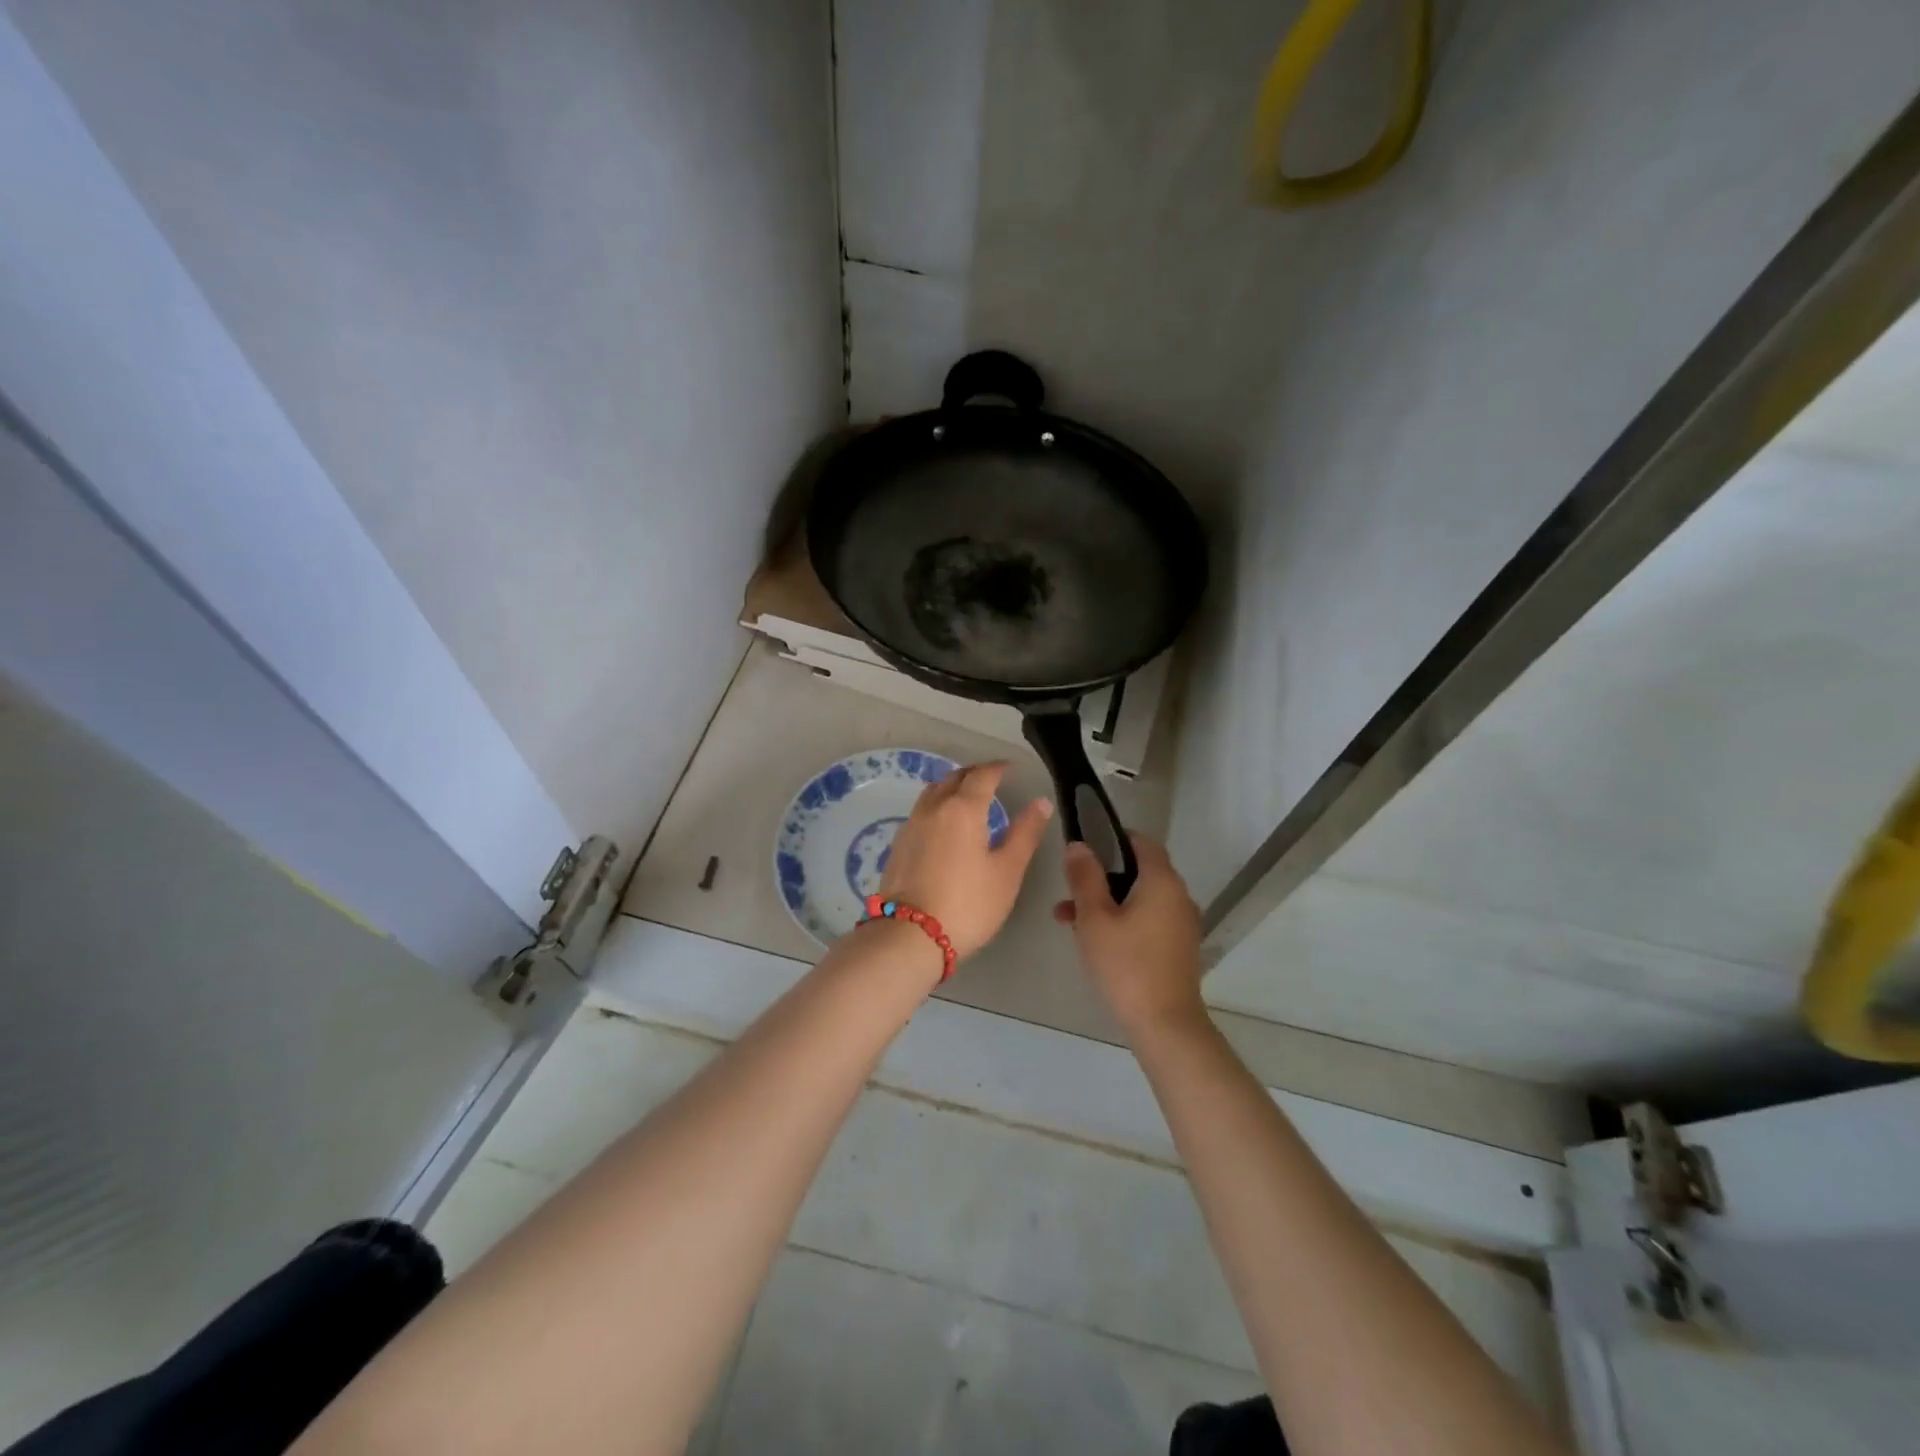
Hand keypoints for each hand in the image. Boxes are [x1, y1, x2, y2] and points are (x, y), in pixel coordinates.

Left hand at [879, 762, 1052, 961]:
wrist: (910, 935)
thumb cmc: (968, 904)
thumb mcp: (1007, 872)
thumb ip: (1025, 833)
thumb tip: (1041, 802)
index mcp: (962, 809)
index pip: (982, 775)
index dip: (998, 768)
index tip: (1010, 768)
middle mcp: (933, 808)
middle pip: (953, 778)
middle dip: (974, 774)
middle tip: (991, 779)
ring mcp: (911, 825)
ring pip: (933, 792)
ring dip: (952, 787)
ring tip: (967, 797)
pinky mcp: (898, 844)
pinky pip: (921, 811)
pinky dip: (937, 806)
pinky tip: (944, 825)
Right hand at [1054, 833, 1205, 1037]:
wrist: (1165, 1024)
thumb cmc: (1126, 964)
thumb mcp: (1094, 918)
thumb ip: (1085, 877)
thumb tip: (1079, 846)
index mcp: (1162, 881)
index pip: (1142, 842)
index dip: (1114, 838)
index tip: (1086, 847)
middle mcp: (1178, 896)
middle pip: (1138, 872)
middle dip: (1101, 878)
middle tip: (1069, 892)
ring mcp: (1182, 923)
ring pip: (1140, 899)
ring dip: (1107, 902)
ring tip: (1069, 921)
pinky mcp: (1179, 947)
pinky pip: (1149, 920)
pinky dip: (1124, 921)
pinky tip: (1096, 941)